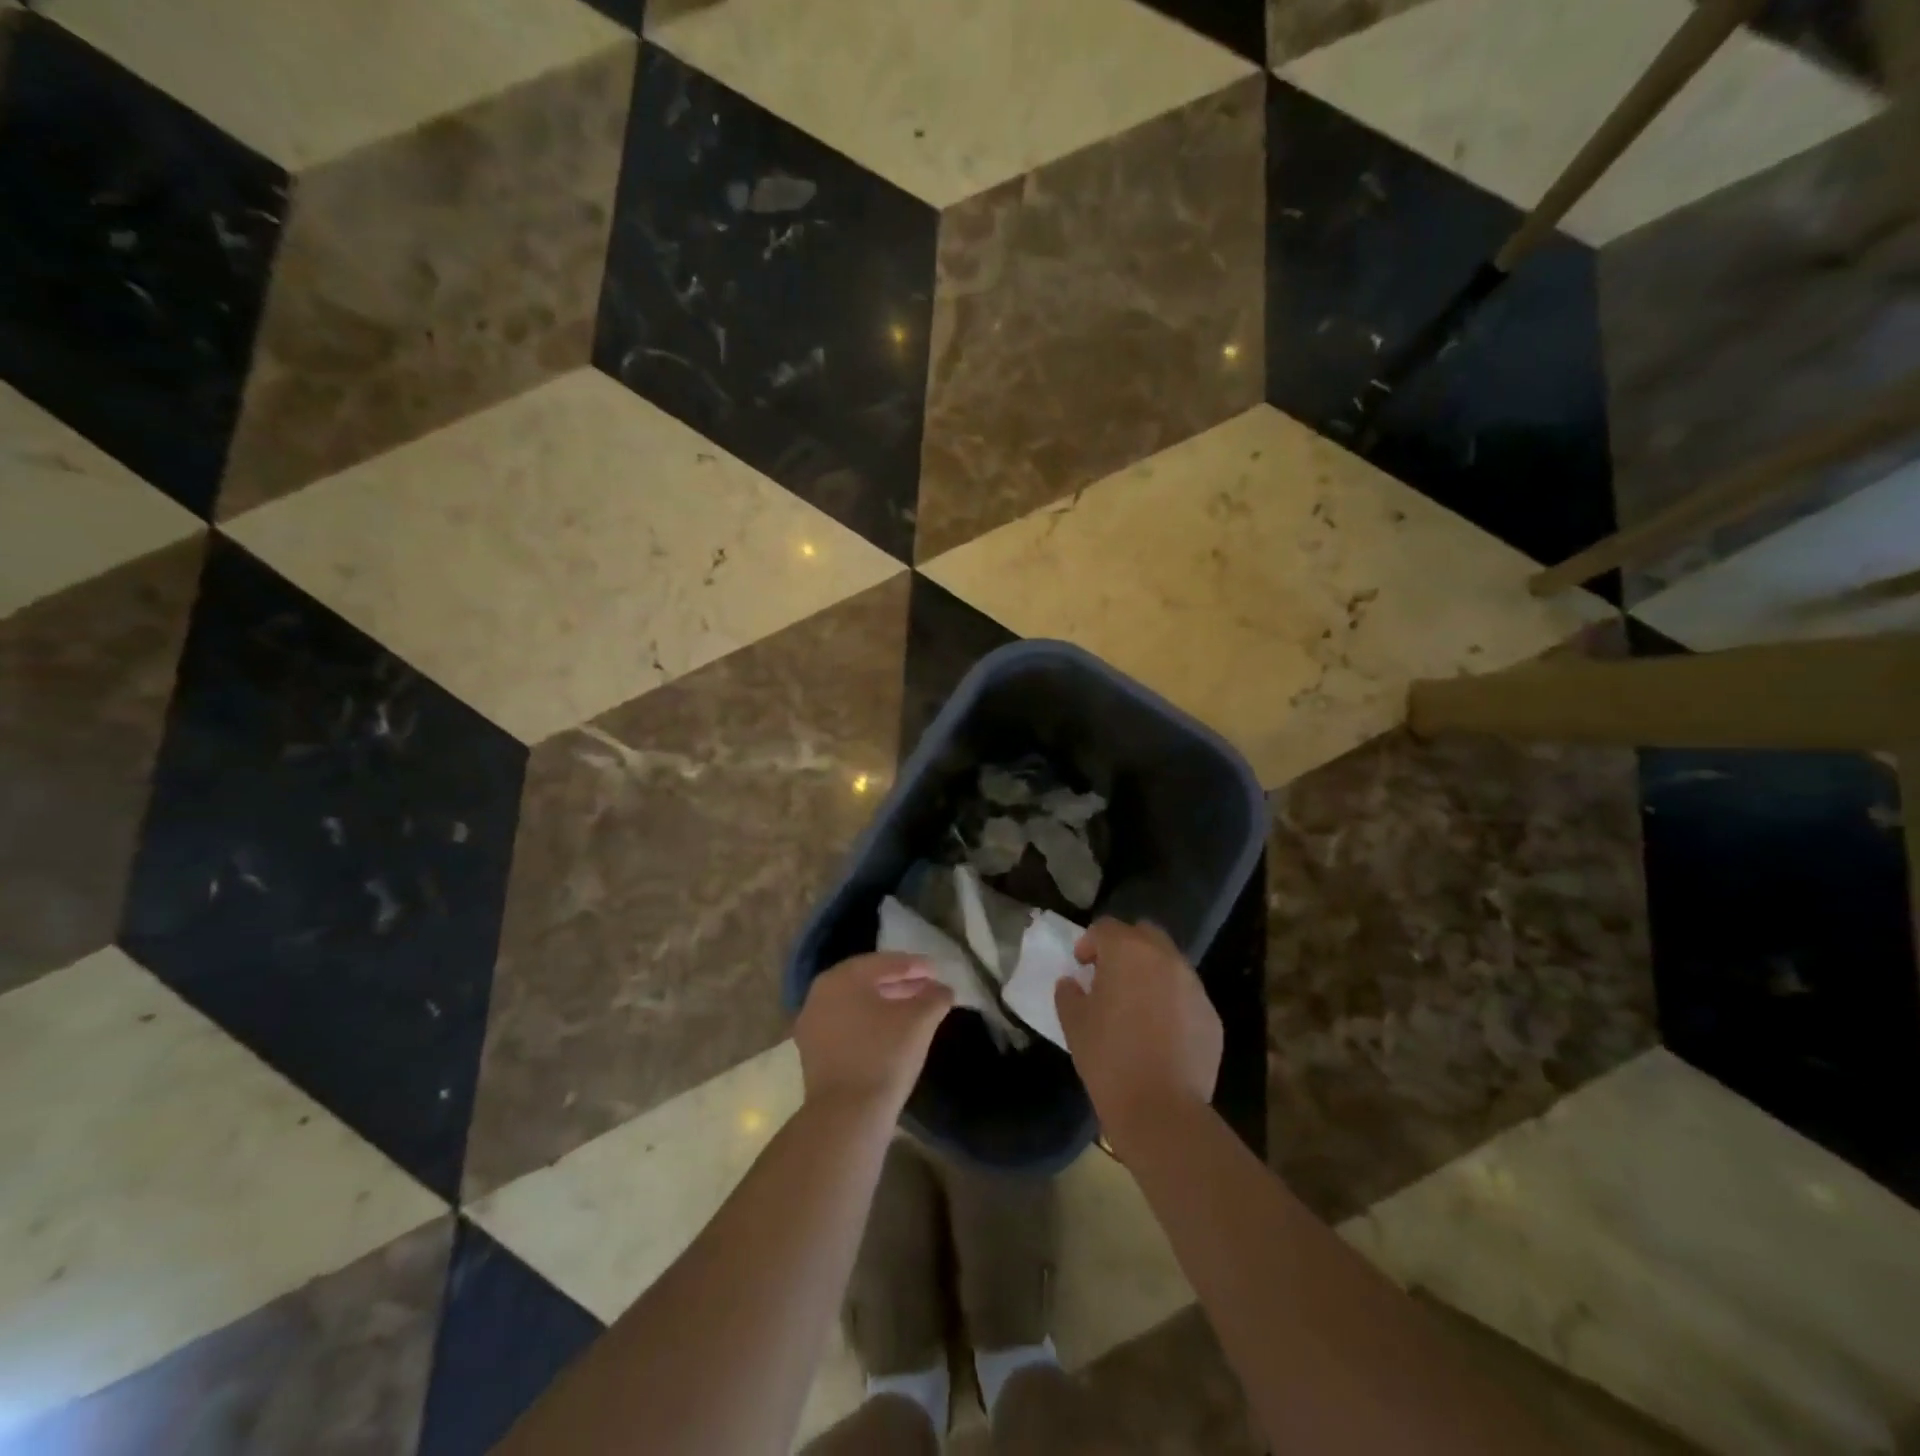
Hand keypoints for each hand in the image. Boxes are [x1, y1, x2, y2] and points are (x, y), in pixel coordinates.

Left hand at [795, 953, 952, 1120]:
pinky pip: (846, 1024)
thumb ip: (934, 997)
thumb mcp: (919, 1021)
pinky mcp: (813, 1052)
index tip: (937, 970)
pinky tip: (890, 1033)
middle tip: (927, 987)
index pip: (883, 962)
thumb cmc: (884, 1056)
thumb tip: (943, 989)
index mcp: (842, 978)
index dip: (914, 965)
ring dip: (885, 1003)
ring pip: (855, 1003)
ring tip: (914, 1009)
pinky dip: (869, 1022)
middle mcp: (820, 994)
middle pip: (867, 981)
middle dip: (900, 982)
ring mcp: (812, 1023)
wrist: (846, 1116)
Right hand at [1055, 919, 1220, 1149]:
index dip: (1089, 943)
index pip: (1105, 928)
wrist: (1161, 1108)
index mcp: (1128, 951)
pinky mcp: (1211, 1015)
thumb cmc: (1108, 1058)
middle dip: (1125, 947)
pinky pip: (1186, 996)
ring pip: (1169, 963)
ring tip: (1136, 1005)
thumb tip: (1072, 983)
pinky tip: (1159, 1033)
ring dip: (1151, 973)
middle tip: (1109, 975)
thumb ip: (1069, 994)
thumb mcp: (1074, 1023)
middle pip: (1144, 934)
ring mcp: (1193, 986)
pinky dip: (1171, 1002)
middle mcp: (1165, 958)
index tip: (1081, 966)